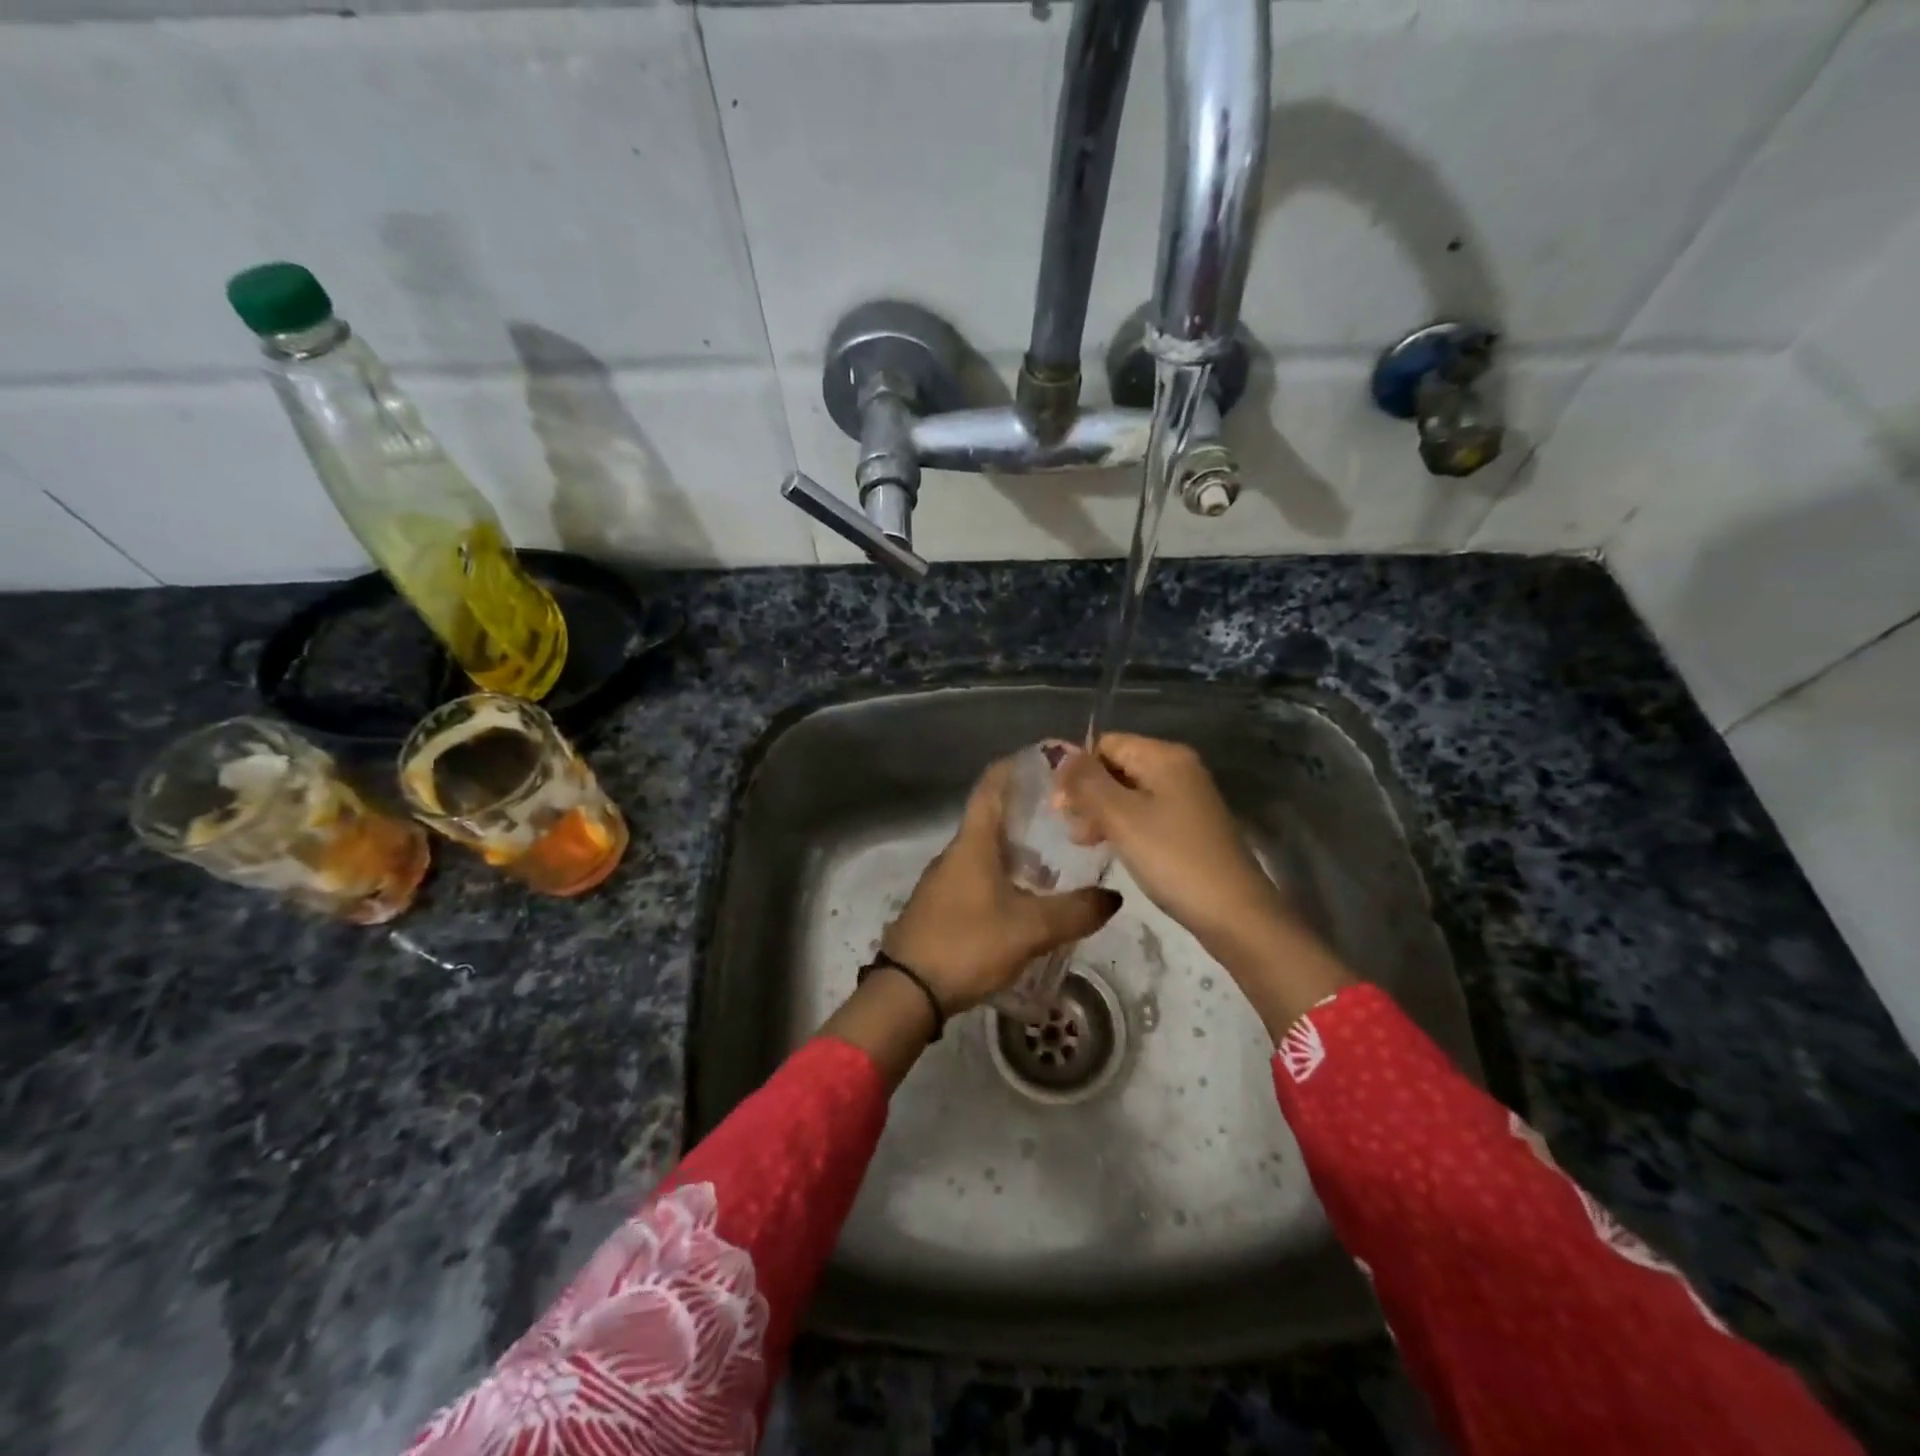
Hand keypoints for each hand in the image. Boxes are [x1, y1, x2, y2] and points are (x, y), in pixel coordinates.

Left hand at [882, 758, 1122, 1013]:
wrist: (908, 991)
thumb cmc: (967, 944)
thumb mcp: (1030, 929)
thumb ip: (1074, 912)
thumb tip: (1113, 897)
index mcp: (972, 843)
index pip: (991, 787)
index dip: (1015, 767)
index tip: (1044, 761)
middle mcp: (955, 854)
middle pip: (992, 819)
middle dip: (1026, 814)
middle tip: (1066, 818)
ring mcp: (943, 881)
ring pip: (985, 853)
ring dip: (1017, 851)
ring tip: (1055, 863)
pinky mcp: (940, 907)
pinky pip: (977, 878)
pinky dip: (1004, 877)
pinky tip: (1025, 900)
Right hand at [1056, 734, 1350, 1036]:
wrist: (1233, 913)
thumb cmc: (1172, 859)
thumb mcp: (1120, 817)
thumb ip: (1086, 782)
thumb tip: (1058, 752)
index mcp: (1164, 756)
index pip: (1105, 744)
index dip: (1077, 771)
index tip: (1060, 809)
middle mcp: (1178, 768)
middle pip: (1116, 766)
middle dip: (1088, 793)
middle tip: (1071, 830)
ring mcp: (1186, 798)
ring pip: (1128, 792)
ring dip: (1101, 813)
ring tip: (1086, 843)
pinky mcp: (1189, 826)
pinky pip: (1145, 813)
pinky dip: (1123, 826)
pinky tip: (1112, 849)